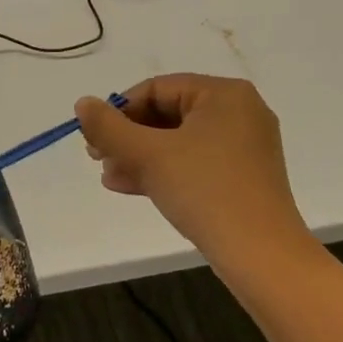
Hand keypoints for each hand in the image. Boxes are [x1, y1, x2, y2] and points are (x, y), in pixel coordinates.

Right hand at [76, 75, 309, 262]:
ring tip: (108, 176)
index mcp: (224, 94)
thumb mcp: (149, 155)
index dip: (120, 110)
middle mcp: (239, 112)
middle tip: (96, 157)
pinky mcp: (242, 177)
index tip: (93, 136)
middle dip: (128, 136)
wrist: (260, 253)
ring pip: (179, 141)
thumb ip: (109, 127)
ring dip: (139, 156)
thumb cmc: (205, 191)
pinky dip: (163, 171)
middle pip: (168, 114)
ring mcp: (244, 147)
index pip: (158, 88)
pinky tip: (130, 186)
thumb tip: (82, 103)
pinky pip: (194, 163)